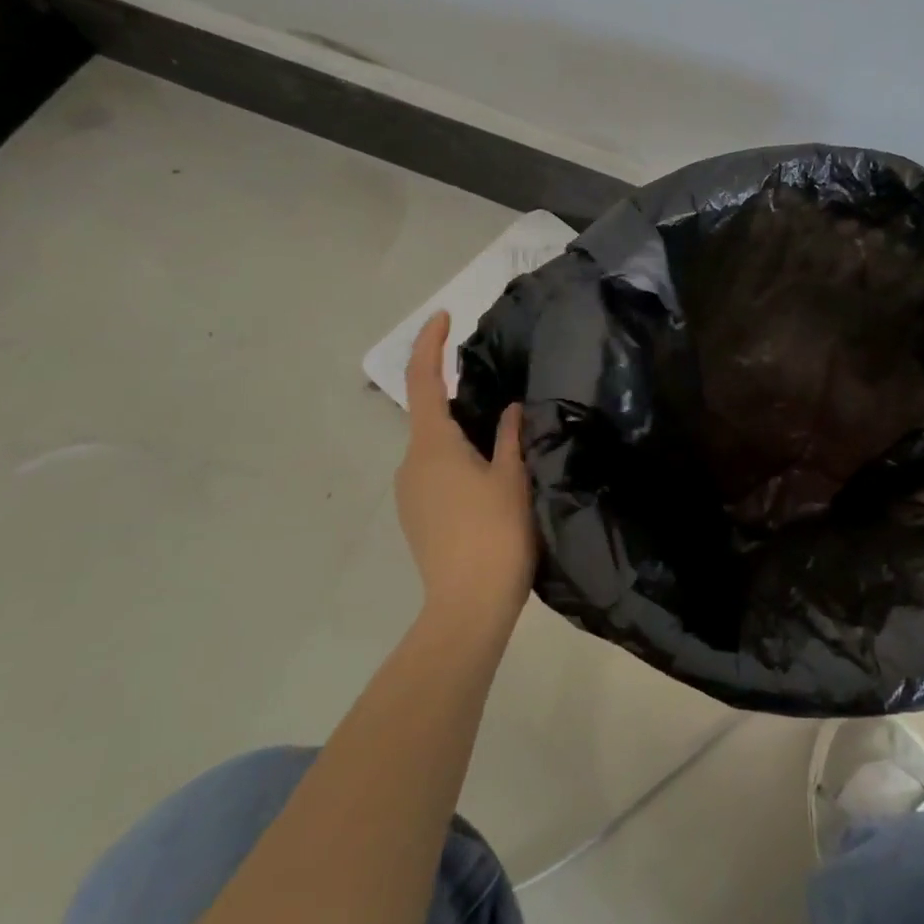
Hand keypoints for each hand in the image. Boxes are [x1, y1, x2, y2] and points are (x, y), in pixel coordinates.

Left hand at [394, 312, 537, 634]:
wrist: (467, 607)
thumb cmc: (495, 534)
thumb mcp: (513, 477)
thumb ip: (510, 435)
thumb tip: (510, 407)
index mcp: (432, 445)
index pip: (423, 380)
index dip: (429, 344)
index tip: (444, 316)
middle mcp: (411, 464)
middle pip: (431, 415)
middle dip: (460, 396)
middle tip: (502, 391)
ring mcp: (409, 493)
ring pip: (435, 446)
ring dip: (463, 433)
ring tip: (506, 439)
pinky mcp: (417, 516)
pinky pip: (436, 471)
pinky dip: (459, 460)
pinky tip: (490, 478)